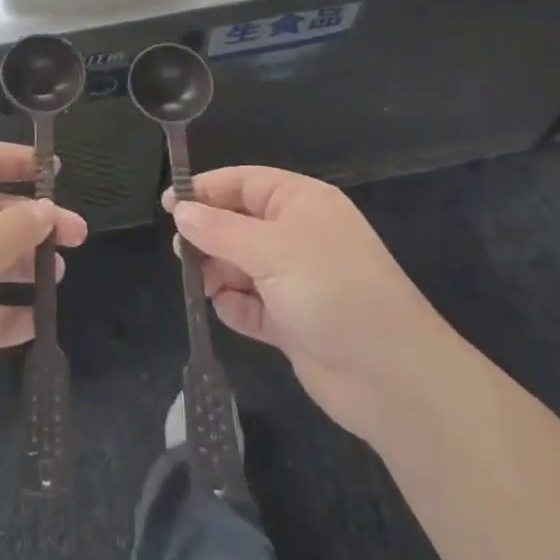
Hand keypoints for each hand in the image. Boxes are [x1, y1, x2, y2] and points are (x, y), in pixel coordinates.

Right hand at [166, 167, 442, 439]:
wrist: (392, 377)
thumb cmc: (331, 291)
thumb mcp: (270, 250)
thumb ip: (219, 229)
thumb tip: (180, 211)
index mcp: (300, 202)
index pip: (243, 182)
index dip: (205, 190)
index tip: (168, 204)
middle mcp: (297, 235)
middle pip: (238, 223)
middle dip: (209, 235)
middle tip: (181, 252)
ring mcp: (295, 279)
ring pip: (240, 264)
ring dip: (218, 273)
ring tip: (201, 284)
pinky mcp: (293, 320)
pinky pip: (251, 304)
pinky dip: (236, 306)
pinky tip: (227, 310)